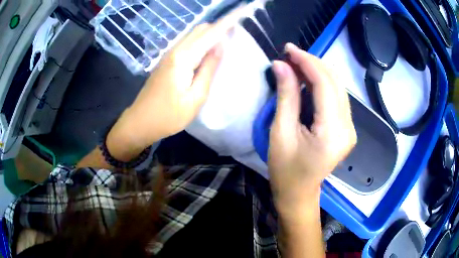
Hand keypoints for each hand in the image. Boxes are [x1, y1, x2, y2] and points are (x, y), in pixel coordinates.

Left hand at [105, 8, 244, 160]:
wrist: (140, 122)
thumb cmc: (169, 116)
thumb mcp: (195, 97)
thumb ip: (209, 69)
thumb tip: (220, 47)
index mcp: (183, 58)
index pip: (210, 34)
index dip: (227, 23)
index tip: (241, 13)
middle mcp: (175, 50)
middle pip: (201, 29)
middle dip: (219, 27)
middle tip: (236, 35)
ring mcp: (169, 54)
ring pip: (194, 35)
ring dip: (210, 35)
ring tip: (226, 43)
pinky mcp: (167, 60)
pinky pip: (188, 44)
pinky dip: (201, 43)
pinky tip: (208, 53)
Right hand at [268, 43, 355, 214]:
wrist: (299, 193)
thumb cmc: (285, 169)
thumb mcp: (280, 132)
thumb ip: (286, 95)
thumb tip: (280, 64)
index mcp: (332, 132)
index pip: (325, 84)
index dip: (307, 62)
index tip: (288, 49)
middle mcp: (348, 127)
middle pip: (335, 82)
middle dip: (312, 63)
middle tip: (289, 55)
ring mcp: (350, 128)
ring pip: (338, 87)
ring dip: (318, 71)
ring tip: (295, 64)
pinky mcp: (347, 128)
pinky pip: (337, 97)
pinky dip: (322, 83)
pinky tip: (307, 79)